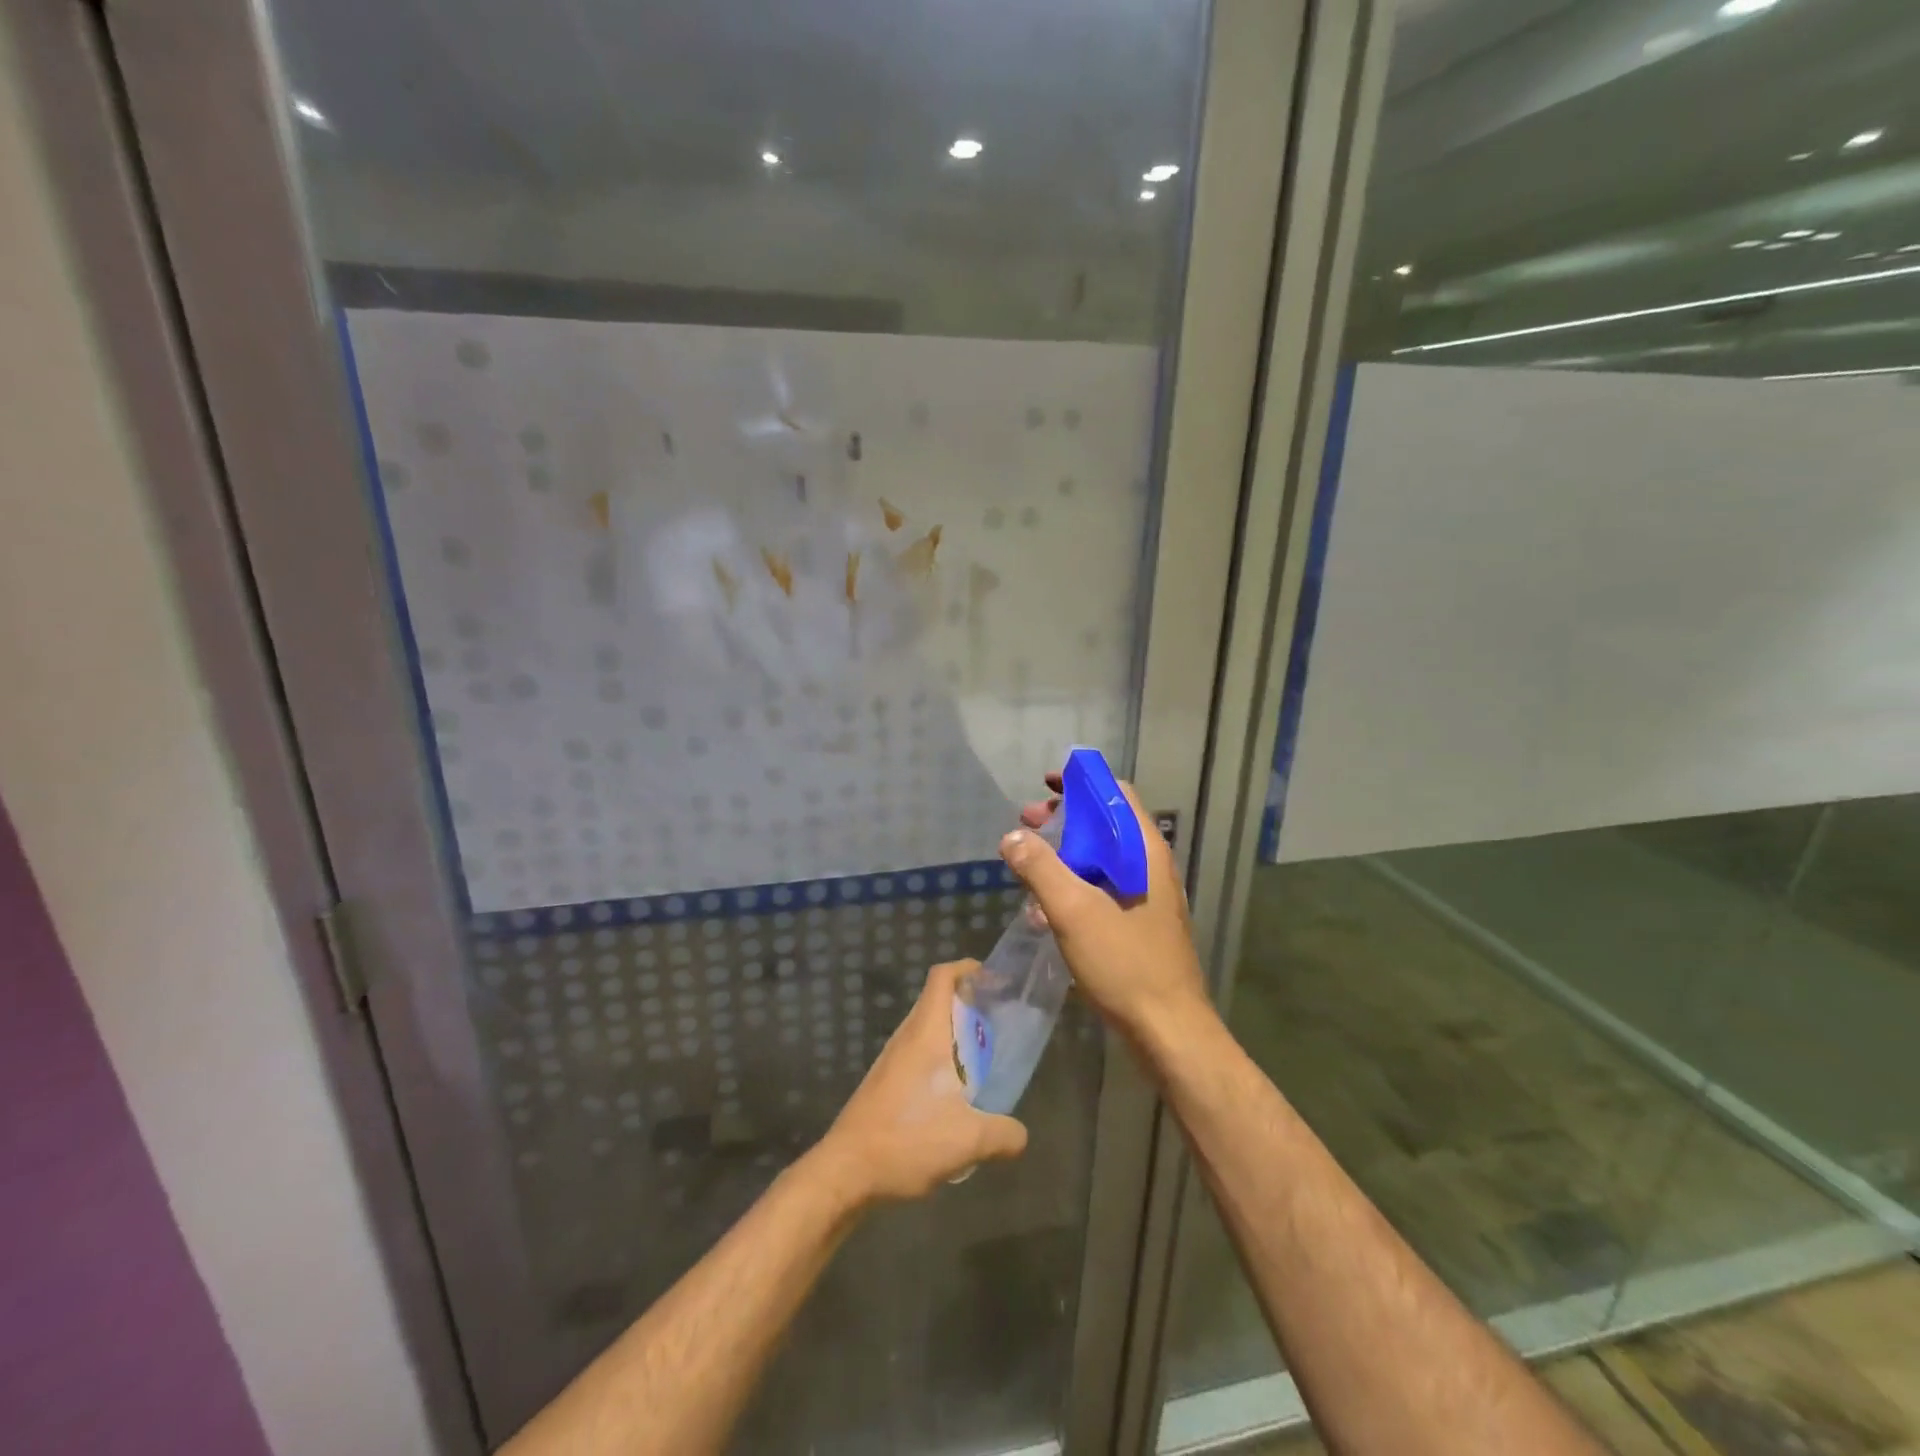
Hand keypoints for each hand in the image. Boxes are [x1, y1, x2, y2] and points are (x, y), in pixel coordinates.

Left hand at [813, 959, 1027, 1203]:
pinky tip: (953, 1097)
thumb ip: (1003, 1134)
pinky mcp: (883, 1084)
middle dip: (967, 1003)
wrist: (844, 1171)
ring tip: (982, 1062)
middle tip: (997, 1024)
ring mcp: (891, 1061)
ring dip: (953, 1035)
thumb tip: (1020, 1134)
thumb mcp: (968, 1141)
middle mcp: (906, 1038)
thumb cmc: (906, 1140)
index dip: (967, 968)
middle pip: (936, 1001)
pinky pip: (916, 1055)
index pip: (942, 977)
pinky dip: (938, 1060)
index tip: (993, 980)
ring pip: (926, 1030)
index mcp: (926, 1034)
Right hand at [1002, 776, 1209, 1040]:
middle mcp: (1150, 864)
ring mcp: (1147, 894)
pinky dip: (1075, 886)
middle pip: (1104, 822)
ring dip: (1064, 854)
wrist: (1169, 1030)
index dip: (1080, 782)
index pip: (1115, 792)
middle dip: (1063, 819)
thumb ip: (1040, 868)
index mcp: (1143, 849)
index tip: (1044, 787)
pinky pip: (1103, 888)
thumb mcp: (1073, 911)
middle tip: (1027, 826)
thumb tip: (1014, 836)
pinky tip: (1046, 910)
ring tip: (1029, 870)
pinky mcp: (1140, 921)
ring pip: (1101, 857)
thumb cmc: (1125, 963)